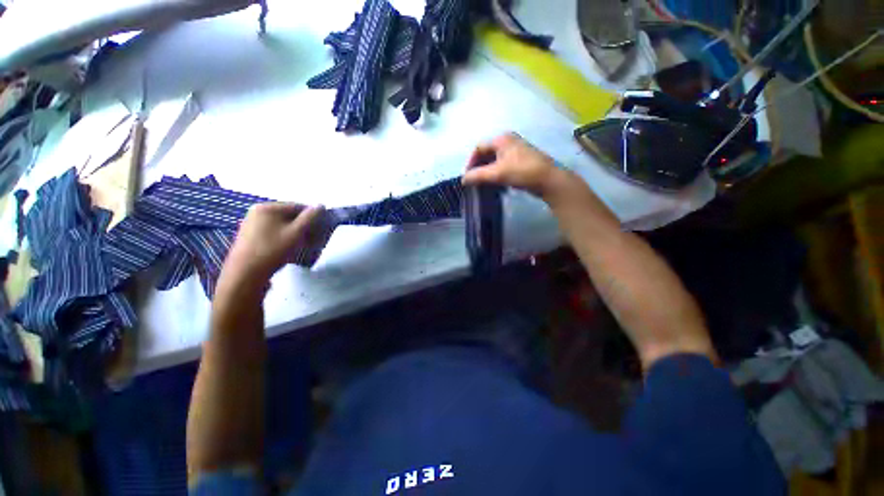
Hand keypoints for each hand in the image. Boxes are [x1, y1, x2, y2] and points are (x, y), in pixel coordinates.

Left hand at [221, 203, 327, 289]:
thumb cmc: (272, 250)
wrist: (245, 274)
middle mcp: (257, 211)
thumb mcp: (296, 233)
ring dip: (294, 232)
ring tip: (301, 245)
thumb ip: (310, 217)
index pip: (298, 206)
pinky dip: (283, 237)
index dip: (312, 217)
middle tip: (312, 239)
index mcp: (268, 207)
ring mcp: (252, 223)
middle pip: (289, 215)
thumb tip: (321, 205)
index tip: (320, 230)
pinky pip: (273, 231)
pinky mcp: (250, 235)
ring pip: (281, 224)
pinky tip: (287, 248)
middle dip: (303, 226)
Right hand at [462, 133, 566, 198]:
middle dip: (478, 167)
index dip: (470, 162)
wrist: (548, 180)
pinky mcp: (521, 162)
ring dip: (487, 172)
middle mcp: (508, 142)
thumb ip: (477, 176)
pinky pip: (503, 166)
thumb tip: (463, 179)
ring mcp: (516, 151)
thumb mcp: (497, 173)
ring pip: (494, 161)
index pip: (478, 148)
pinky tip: (495, 184)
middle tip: (474, 181)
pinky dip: (496, 174)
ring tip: (483, 184)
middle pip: (486, 153)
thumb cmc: (522, 171)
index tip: (468, 176)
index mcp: (501, 139)